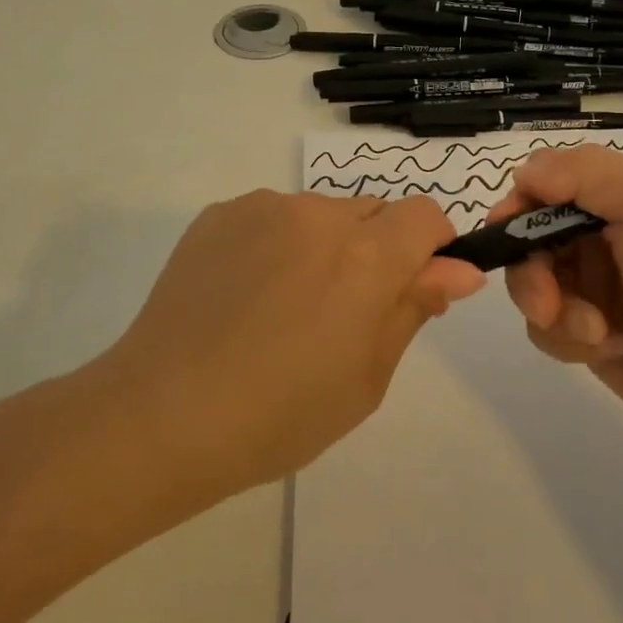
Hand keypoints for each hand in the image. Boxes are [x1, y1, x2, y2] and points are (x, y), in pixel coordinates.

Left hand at [105, 191, 483, 495]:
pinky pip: (272, 217)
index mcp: (365, 256)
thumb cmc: (279, 414)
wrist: (161, 414)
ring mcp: (264, 207)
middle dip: (375, 250)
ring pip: (320, 214)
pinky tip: (244, 296)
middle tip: (339, 313)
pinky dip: (276, 244)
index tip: (411, 287)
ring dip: (323, 246)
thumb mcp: (366, 377)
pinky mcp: (221, 213)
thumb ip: (414, 308)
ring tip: (281, 308)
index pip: (425, 215)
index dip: (430, 247)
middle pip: (373, 212)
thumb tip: (460, 269)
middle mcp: (319, 214)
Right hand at [493, 146, 622, 454]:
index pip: (550, 183)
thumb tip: (525, 174)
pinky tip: (609, 349)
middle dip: (531, 269)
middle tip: (546, 301)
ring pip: (532, 284)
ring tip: (595, 332)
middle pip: (531, 237)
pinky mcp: (591, 336)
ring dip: (553, 309)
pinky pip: (547, 327)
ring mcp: (597, 288)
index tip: (508, 228)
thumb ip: (584, 172)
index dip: (522, 202)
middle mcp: (606, 237)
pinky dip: (568, 338)